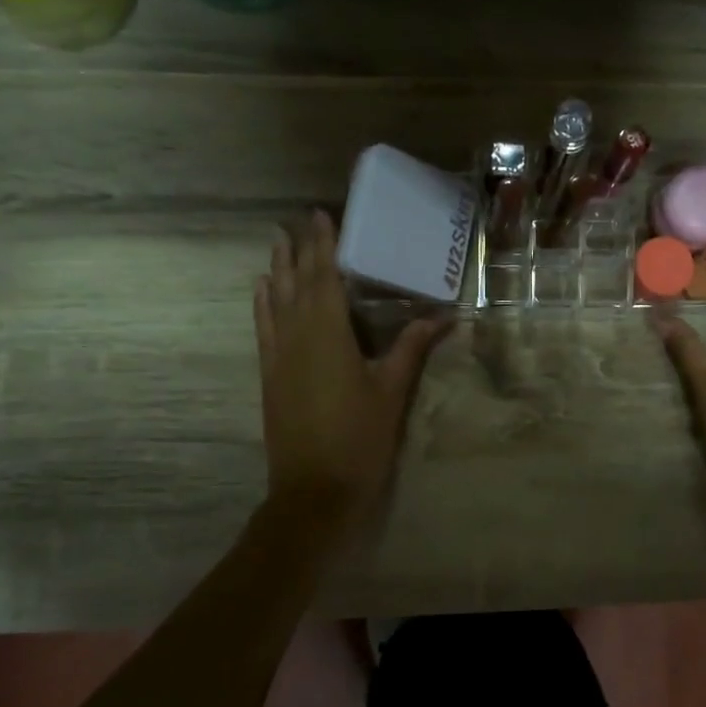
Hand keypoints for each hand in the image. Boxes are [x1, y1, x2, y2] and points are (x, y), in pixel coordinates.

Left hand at [254, 211, 448, 529]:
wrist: (314, 491)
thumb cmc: (360, 439)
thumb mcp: (392, 391)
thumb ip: (413, 348)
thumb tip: (444, 316)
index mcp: (328, 334)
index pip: (324, 277)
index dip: (323, 245)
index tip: (321, 215)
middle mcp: (296, 336)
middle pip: (295, 283)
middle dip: (298, 250)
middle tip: (298, 221)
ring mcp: (278, 356)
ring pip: (273, 301)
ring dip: (276, 270)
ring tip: (277, 243)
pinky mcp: (270, 376)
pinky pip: (263, 328)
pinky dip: (261, 304)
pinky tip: (261, 291)